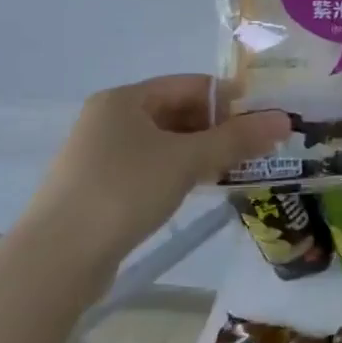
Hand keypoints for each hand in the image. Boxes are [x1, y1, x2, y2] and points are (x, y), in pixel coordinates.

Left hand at [21, 75, 289, 262]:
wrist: (57, 258)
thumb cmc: (124, 191)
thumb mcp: (188, 160)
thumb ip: (238, 138)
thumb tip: (285, 120)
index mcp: (125, 99)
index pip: (191, 85)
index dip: (231, 99)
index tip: (264, 120)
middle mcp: (110, 119)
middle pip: (179, 111)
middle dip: (220, 127)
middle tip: (255, 148)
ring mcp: (102, 154)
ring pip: (167, 142)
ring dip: (204, 151)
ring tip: (235, 168)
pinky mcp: (101, 186)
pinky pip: (153, 166)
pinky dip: (181, 171)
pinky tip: (201, 187)